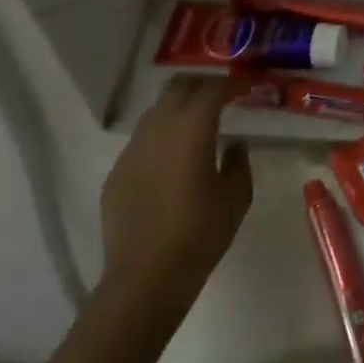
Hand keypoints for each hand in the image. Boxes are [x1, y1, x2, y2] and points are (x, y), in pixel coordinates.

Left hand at [99, 76, 252, 318]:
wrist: (144, 278)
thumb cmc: (199, 234)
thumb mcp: (236, 198)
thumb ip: (239, 162)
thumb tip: (234, 145)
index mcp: (192, 127)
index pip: (212, 89)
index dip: (231, 84)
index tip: (246, 89)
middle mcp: (159, 127)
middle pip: (178, 87)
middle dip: (201, 86)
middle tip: (220, 99)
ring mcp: (133, 148)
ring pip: (156, 111)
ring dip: (178, 109)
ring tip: (195, 127)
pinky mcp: (117, 171)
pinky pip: (142, 141)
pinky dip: (160, 138)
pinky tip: (170, 163)